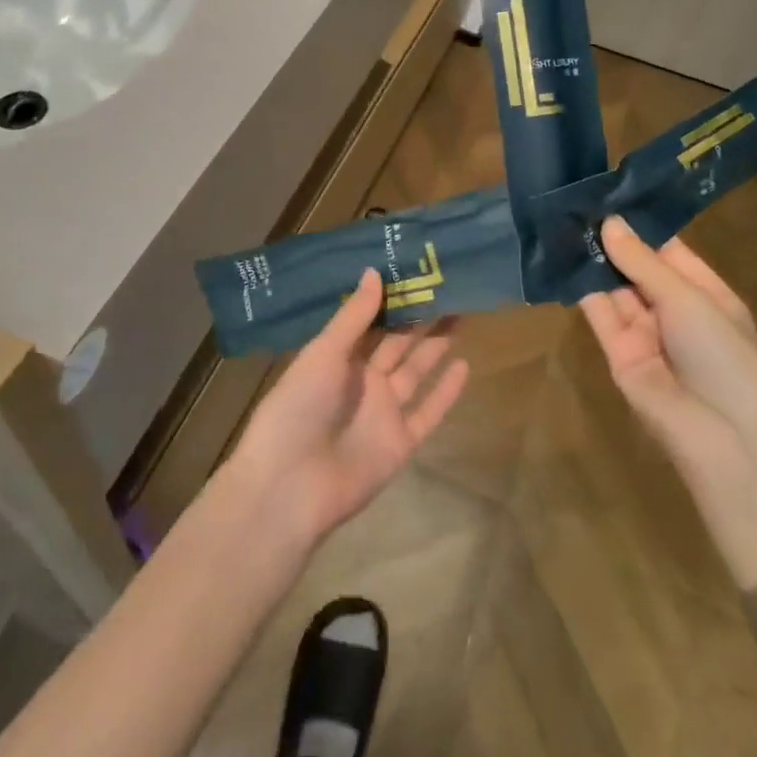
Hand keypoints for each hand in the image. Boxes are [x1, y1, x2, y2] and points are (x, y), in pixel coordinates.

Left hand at [227, 269, 469, 545]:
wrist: (291, 485)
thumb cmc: (298, 407)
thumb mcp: (323, 353)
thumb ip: (353, 317)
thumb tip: (375, 271)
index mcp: (337, 358)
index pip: (370, 322)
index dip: (392, 299)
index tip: (416, 270)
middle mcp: (362, 381)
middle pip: (398, 343)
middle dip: (420, 317)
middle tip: (449, 286)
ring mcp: (383, 412)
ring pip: (417, 371)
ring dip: (436, 346)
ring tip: (462, 314)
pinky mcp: (401, 442)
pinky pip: (428, 411)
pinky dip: (445, 391)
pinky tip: (465, 364)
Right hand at [580, 217, 756, 585]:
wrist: (721, 434)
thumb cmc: (723, 356)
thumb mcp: (688, 299)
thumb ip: (643, 262)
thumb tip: (609, 223)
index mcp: (706, 294)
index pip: (669, 251)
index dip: (641, 226)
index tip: (609, 194)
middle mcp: (674, 310)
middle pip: (637, 268)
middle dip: (612, 241)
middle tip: (576, 203)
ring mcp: (644, 331)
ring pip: (614, 288)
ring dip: (593, 261)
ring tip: (562, 222)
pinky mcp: (616, 351)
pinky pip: (598, 313)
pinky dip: (581, 288)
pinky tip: (561, 257)